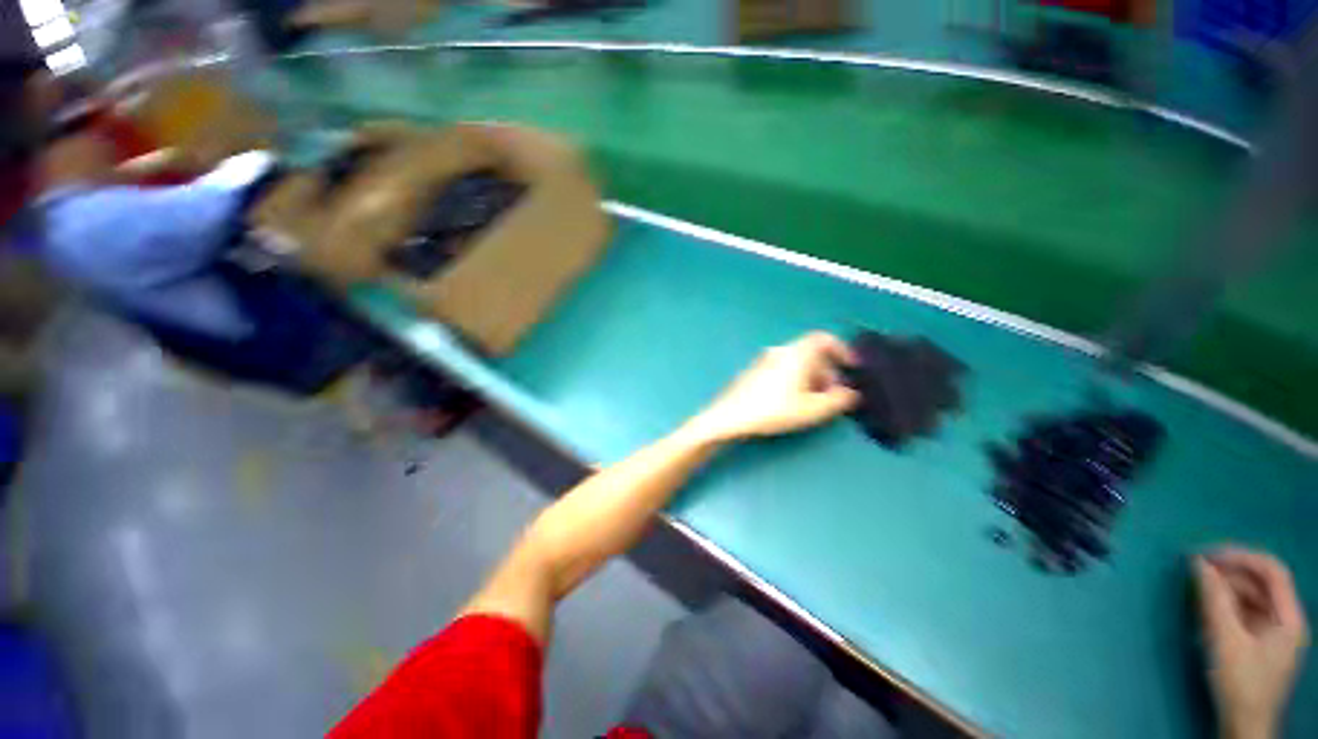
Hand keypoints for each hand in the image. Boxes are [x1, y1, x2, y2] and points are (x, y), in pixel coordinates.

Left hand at [687, 332, 860, 443]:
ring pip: (795, 362)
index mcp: (795, 353)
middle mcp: (779, 351)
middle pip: (810, 353)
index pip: (823, 338)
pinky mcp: (753, 371)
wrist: (729, 416)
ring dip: (810, 377)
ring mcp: (763, 360)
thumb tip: (850, 393)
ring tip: (813, 401)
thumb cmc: (773, 410)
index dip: (841, 349)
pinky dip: (794, 379)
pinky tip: (791, 401)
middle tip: (832, 393)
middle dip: (827, 371)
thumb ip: (837, 400)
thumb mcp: (812, 409)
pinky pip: (781, 368)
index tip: (850, 367)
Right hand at [1194, 547, 1308, 738]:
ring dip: (1225, 588)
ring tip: (1196, 588)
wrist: (1244, 725)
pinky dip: (1226, 604)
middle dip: (1229, 572)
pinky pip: (1245, 612)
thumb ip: (1214, 600)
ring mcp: (1274, 632)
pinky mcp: (1260, 641)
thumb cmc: (1240, 682)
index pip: (1271, 570)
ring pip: (1251, 597)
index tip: (1208, 554)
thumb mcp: (1226, 641)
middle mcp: (1286, 619)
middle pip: (1260, 583)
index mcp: (1289, 617)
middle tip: (1196, 568)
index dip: (1242, 556)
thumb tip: (1198, 563)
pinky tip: (1206, 608)